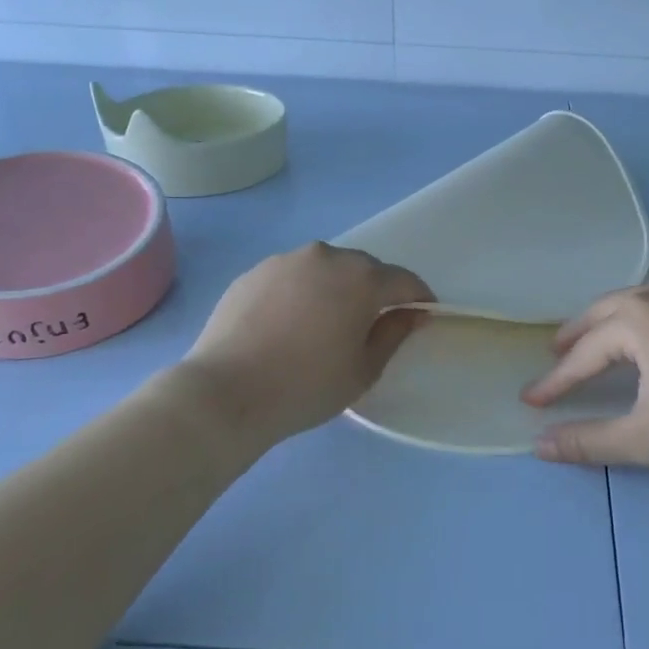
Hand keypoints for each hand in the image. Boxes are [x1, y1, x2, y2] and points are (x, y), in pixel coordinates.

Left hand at [182, 243, 433, 445]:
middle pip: (365, 269)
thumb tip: (412, 314)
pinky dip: (302, 292)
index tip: (422, 315)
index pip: (404, 281)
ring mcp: (286, 260)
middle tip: (371, 324)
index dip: (419, 297)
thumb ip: (395, 333)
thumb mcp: (364, 369)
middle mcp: (327, 257)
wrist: (226, 392)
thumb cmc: (307, 385)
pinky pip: (292, 276)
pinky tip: (290, 323)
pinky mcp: (254, 272)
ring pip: (326, 268)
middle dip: (376, 291)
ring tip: (326, 322)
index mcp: (362, 279)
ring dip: (336, 288)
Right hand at [521, 275, 648, 470]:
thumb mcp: (647, 438)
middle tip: (557, 353)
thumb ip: (589, 442)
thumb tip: (540, 446)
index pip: (583, 354)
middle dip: (577, 335)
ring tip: (600, 339)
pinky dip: (645, 317)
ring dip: (612, 320)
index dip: (556, 382)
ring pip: (638, 300)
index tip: (532, 401)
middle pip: (605, 312)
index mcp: (636, 319)